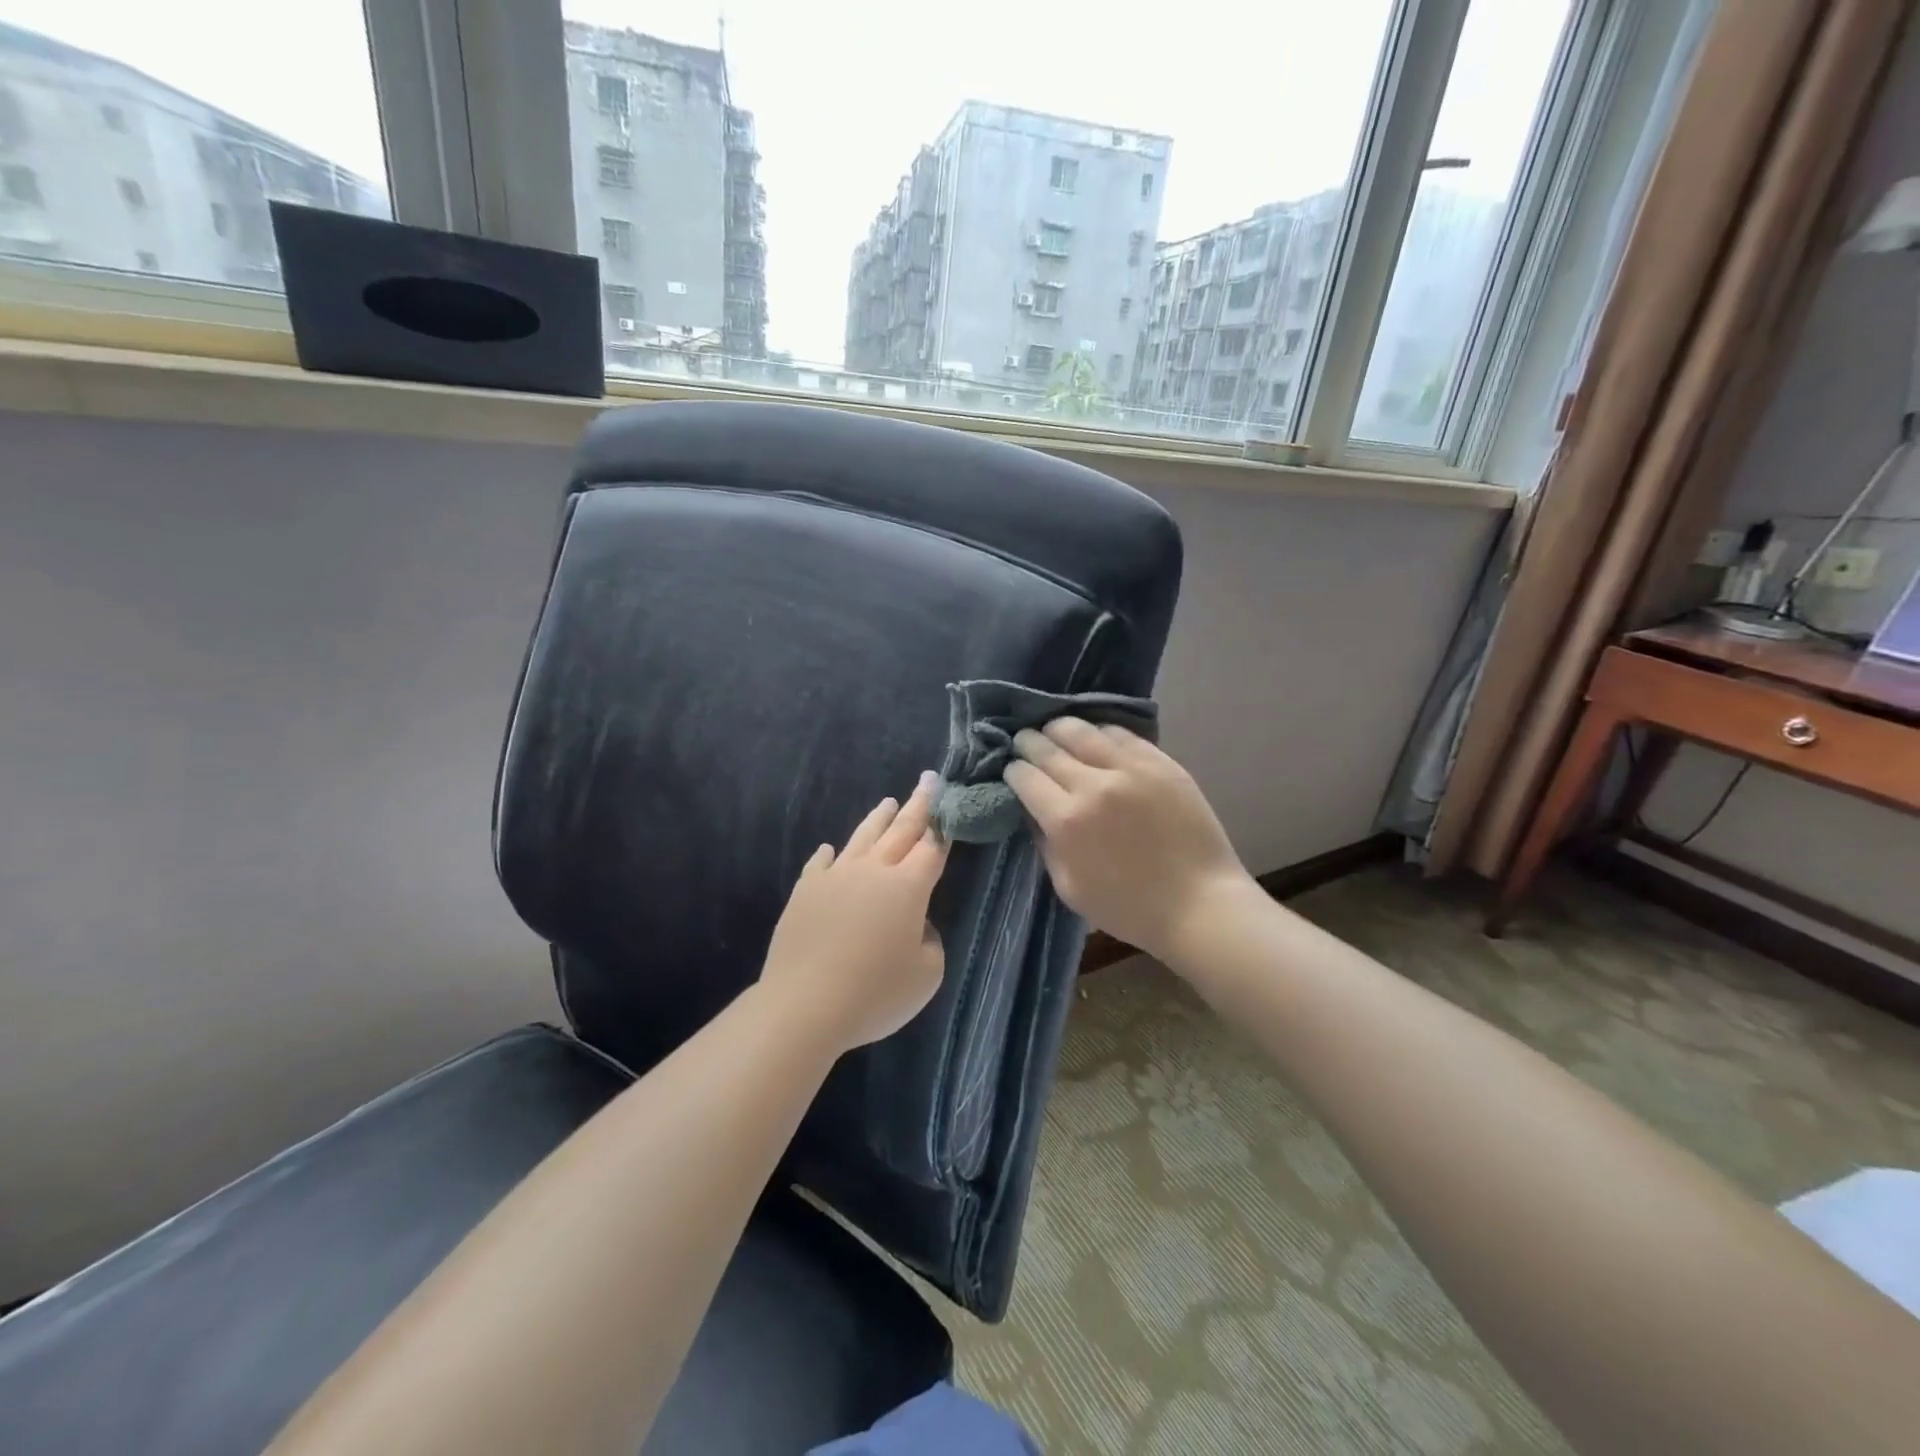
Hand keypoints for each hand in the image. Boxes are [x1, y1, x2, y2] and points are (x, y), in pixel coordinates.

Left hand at [759, 771, 949, 1054]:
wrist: (805, 1005)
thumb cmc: (875, 993)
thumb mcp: (926, 975)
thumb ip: (930, 942)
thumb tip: (915, 924)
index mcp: (908, 887)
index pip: (932, 849)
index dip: (944, 829)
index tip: (949, 807)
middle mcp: (873, 871)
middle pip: (901, 830)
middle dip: (918, 804)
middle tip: (928, 780)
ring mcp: (835, 877)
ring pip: (862, 838)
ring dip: (878, 819)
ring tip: (888, 802)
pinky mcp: (805, 891)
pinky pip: (820, 864)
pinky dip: (829, 854)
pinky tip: (829, 849)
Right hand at [1004, 719, 1254, 966]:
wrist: (1199, 904)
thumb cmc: (1129, 907)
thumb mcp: (1069, 887)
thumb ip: (1044, 844)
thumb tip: (1032, 810)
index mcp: (1066, 821)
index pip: (1024, 776)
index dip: (1012, 771)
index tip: (1013, 773)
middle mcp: (1093, 785)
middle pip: (1046, 747)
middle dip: (1027, 744)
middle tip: (1024, 743)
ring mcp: (1130, 768)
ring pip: (1080, 729)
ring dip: (1058, 729)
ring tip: (1054, 732)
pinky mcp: (1159, 761)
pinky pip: (1119, 733)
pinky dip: (1098, 732)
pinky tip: (1094, 738)